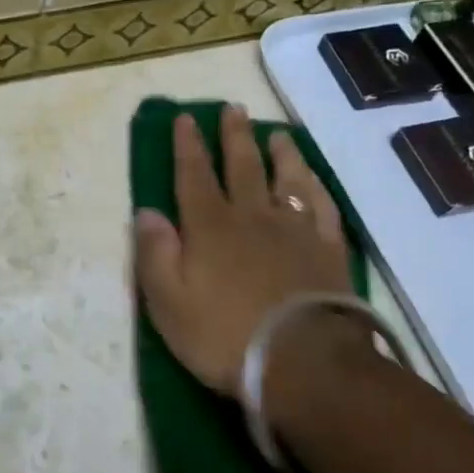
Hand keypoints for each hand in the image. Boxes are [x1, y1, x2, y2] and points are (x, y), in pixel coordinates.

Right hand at [133, 105, 359, 395]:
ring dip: (280, 154)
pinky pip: (322, 207)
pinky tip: (312, 180)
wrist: (303, 364)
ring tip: (276, 135)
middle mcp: (252, 216)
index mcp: (209, 226)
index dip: (187, 145)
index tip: (185, 118)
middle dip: (233, 136)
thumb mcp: (168, 302)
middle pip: (242, 166)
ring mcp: (295, 231)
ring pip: (287, 179)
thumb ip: (154, 253)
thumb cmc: (224, 335)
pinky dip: (314, 187)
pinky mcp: (328, 250)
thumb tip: (145, 211)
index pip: (193, 175)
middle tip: (233, 108)